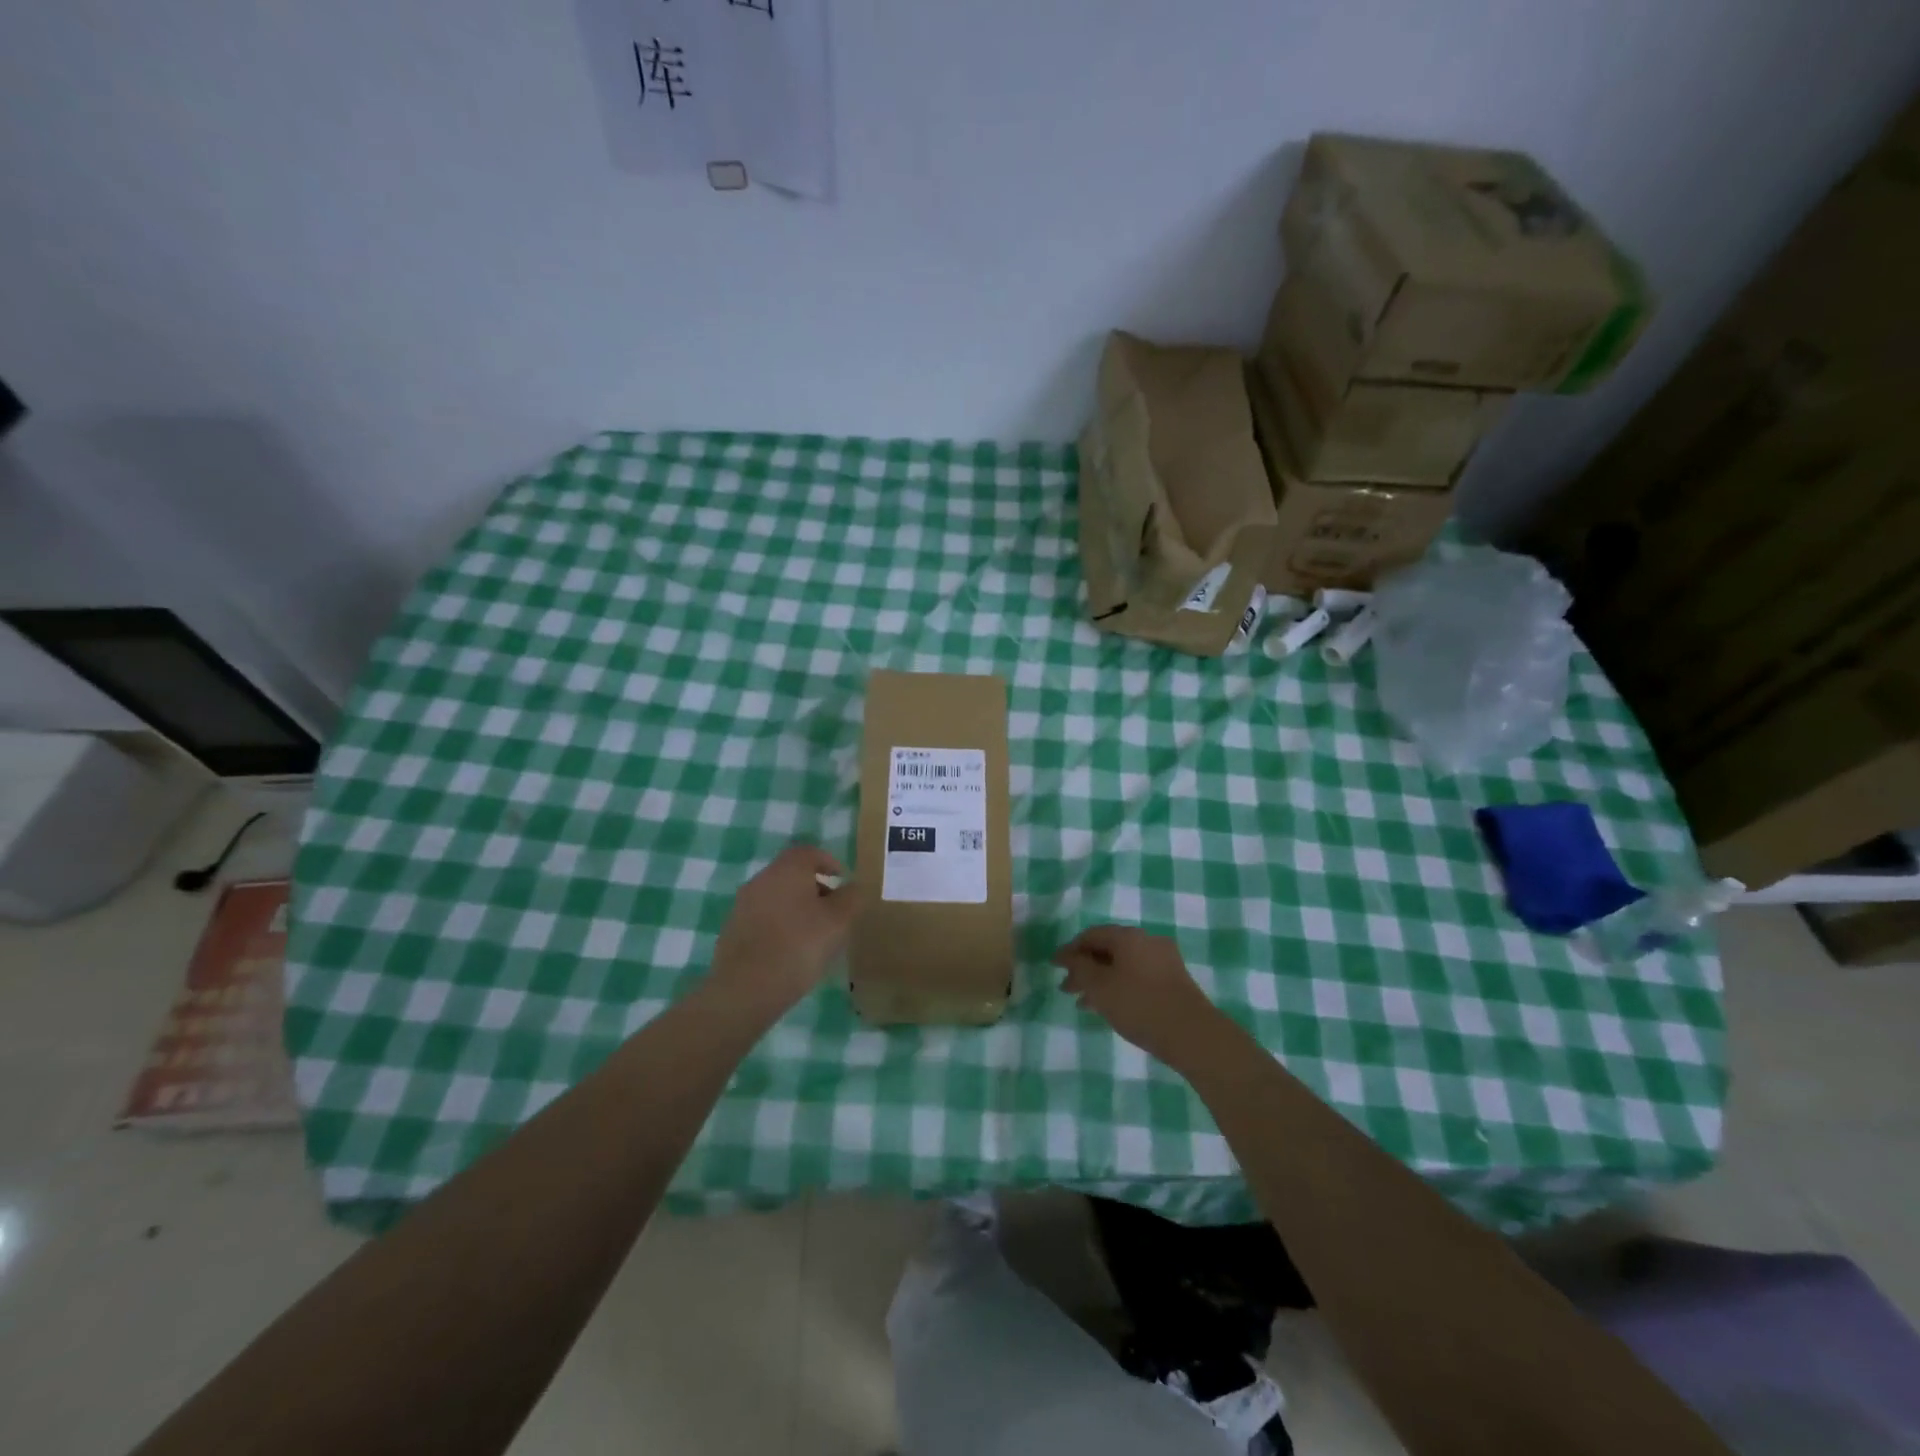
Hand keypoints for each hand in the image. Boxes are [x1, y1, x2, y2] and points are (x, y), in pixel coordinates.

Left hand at [710, 845, 859, 1014]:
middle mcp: (762, 879)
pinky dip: (779, 925)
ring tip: (814, 935)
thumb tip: (852, 886)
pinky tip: (790, 951)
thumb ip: (851, 898)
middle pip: (792, 873)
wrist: (746, 989)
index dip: (829, 862)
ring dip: (796, 908)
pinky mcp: (732, 930)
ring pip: (777, 896)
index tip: (842, 881)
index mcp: (787, 870)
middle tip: (833, 911)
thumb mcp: (839, 922)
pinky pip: (763, 918)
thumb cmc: (799, 946)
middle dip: (815, 887)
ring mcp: (742, 904)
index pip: (809, 852)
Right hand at [1053, 925, 1225, 1069]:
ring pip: (1123, 965)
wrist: (1192, 1034)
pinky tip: (1110, 1007)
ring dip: (1101, 980)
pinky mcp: (1174, 981)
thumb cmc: (1139, 1005)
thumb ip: (1079, 968)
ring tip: (1084, 1003)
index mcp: (1128, 936)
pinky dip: (1119, 986)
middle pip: (1108, 949)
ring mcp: (1164, 960)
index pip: (1091, 934)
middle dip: (1085, 967)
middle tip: (1066, 988)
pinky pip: (1137, 976)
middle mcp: (1147, 940)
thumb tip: (1067, 955)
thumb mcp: (1099, 986)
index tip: (1054, 966)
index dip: (1070, 950)